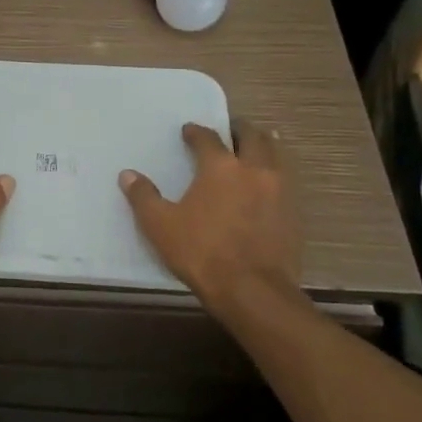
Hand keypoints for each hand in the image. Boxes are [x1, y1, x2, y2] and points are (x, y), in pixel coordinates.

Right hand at [118, 119, 303, 320]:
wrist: (254, 291)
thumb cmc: (202, 253)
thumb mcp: (161, 226)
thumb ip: (143, 197)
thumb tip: (127, 175)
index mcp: (220, 167)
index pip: (208, 138)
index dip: (196, 132)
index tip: (189, 131)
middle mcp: (254, 169)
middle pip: (252, 137)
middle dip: (239, 129)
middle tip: (229, 130)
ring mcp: (280, 190)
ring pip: (277, 155)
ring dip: (265, 145)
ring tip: (256, 146)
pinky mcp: (294, 213)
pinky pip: (287, 180)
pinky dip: (277, 173)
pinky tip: (269, 183)